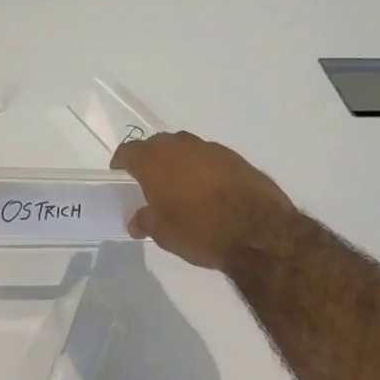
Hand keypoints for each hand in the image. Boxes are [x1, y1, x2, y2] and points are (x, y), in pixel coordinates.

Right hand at [111, 131, 295, 271]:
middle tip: (150, 183)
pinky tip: (209, 192)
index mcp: (154, 160)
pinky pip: (209, 159)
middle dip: (151, 160)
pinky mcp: (236, 157)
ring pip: (185, 149)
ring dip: (179, 163)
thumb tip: (137, 220)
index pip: (128, 151)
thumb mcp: (163, 234)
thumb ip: (146, 221)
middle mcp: (180, 145)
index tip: (121, 176)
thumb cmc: (199, 230)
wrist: (258, 231)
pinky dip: (204, 170)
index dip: (122, 164)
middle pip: (157, 145)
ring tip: (181, 188)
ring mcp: (210, 148)